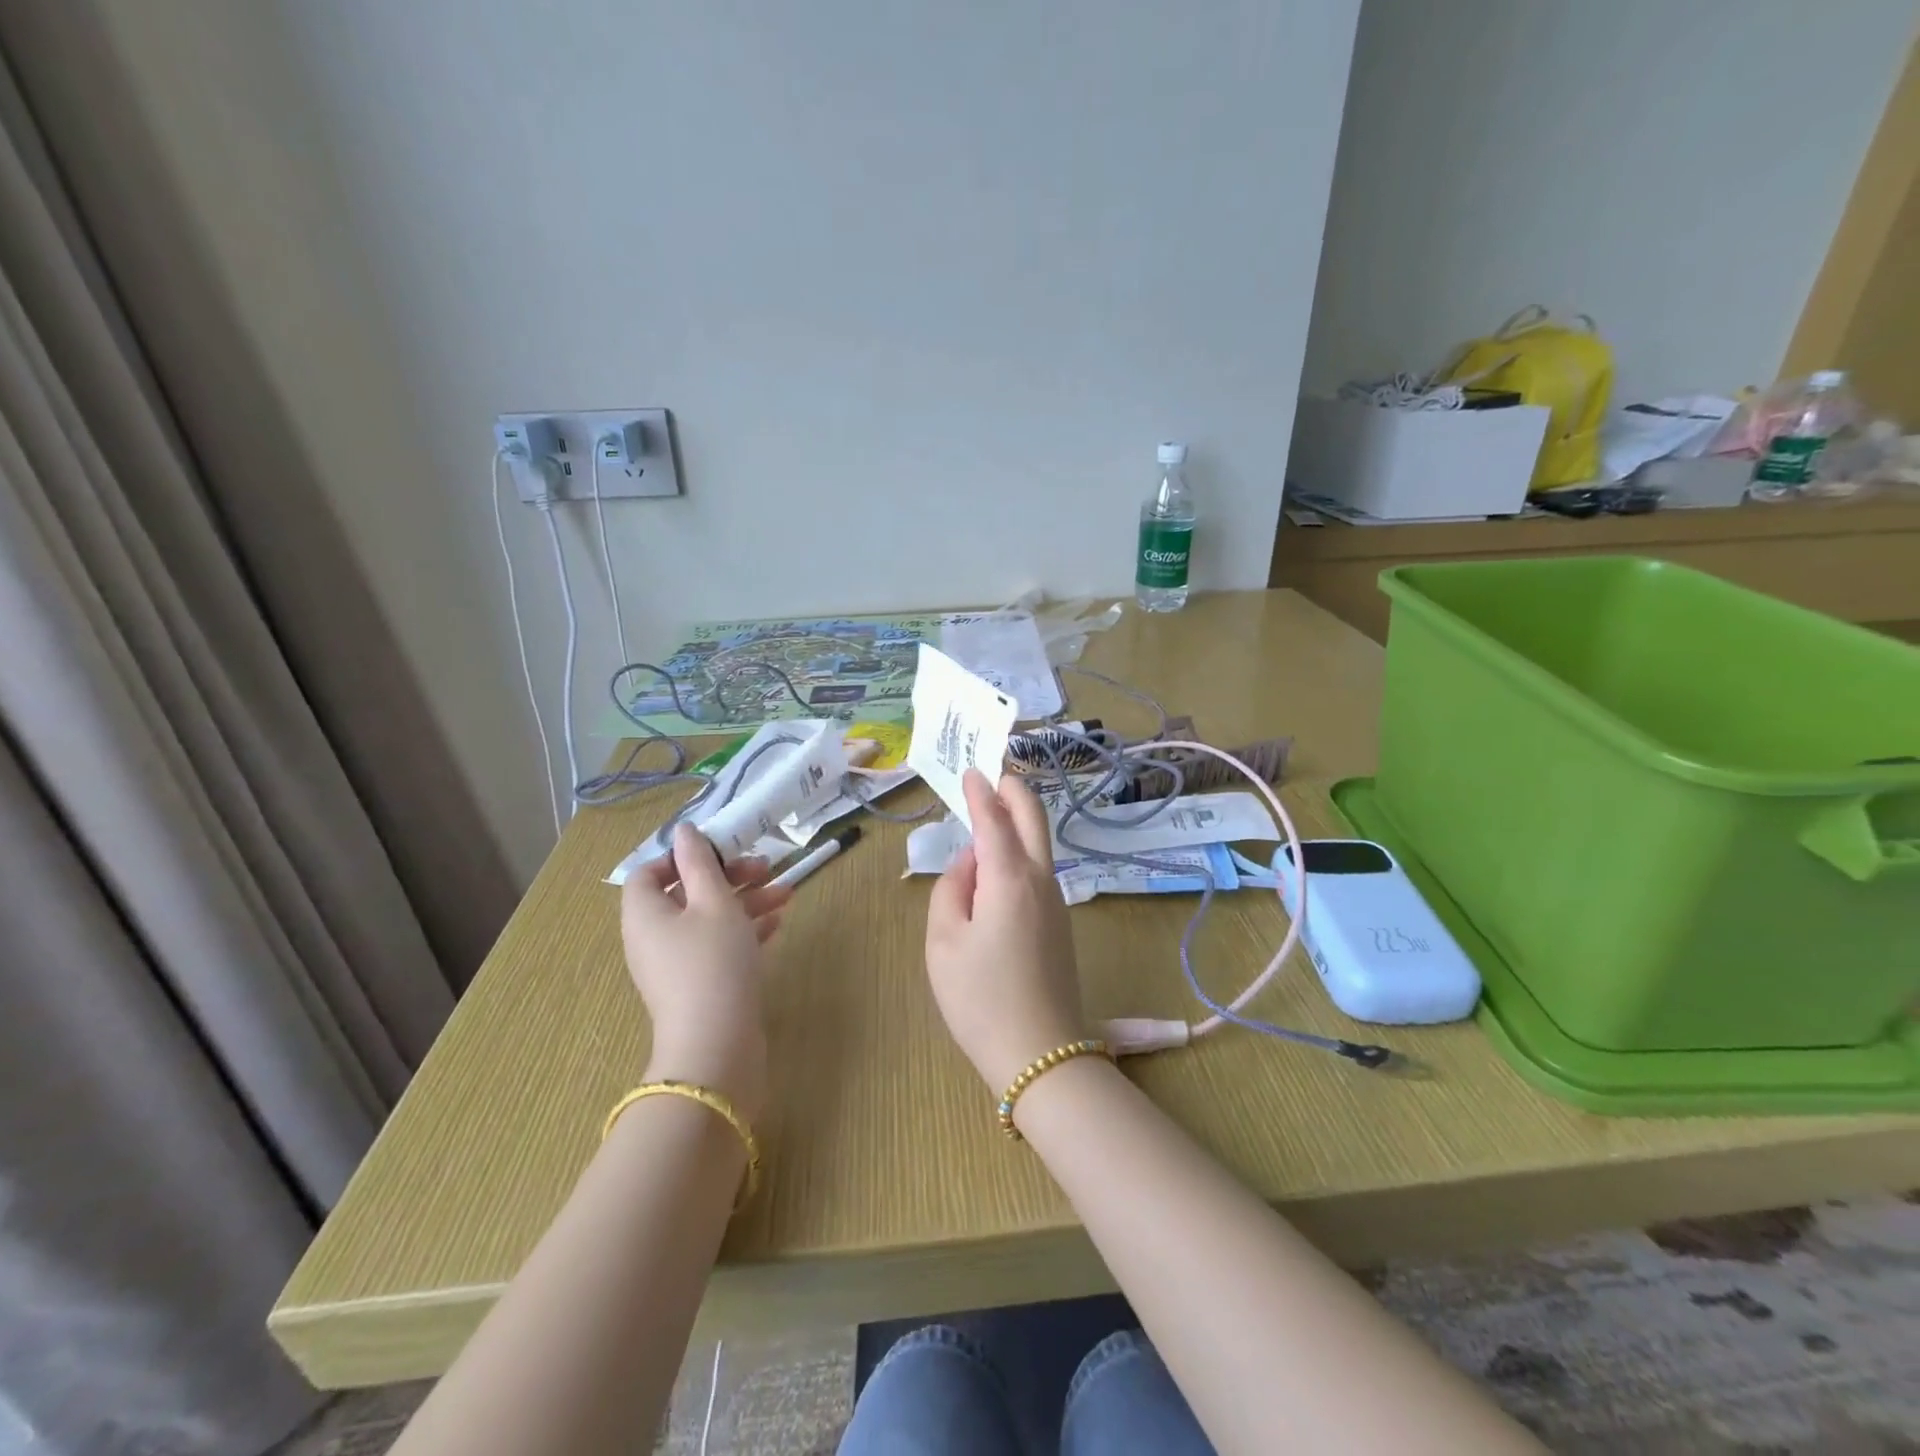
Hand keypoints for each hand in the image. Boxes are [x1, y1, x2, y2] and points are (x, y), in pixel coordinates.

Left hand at [621, 824, 792, 1120]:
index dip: (680, 857)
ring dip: (745, 902)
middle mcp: (653, 938)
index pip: (648, 873)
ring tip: (786, 894)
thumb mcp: (714, 902)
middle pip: (686, 894)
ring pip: (708, 921)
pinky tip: (777, 924)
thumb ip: (701, 863)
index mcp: (645, 914)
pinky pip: (718, 947)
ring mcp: (676, 966)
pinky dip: (744, 932)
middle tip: (765, 867)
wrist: (717, 1047)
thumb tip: (685, 830)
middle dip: (728, 876)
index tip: (718, 851)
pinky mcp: (700, 987)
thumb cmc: (713, 962)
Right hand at [925, 770, 1089, 1091]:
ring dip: (1019, 820)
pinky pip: (1040, 871)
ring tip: (991, 813)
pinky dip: (1022, 850)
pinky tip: (999, 864)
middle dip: (1015, 791)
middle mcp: (1041, 880)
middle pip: (1034, 819)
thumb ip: (951, 888)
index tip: (970, 770)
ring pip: (1041, 844)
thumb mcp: (944, 941)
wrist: (1040, 1054)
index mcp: (1010, 878)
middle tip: (995, 774)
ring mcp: (1057, 902)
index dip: (980, 791)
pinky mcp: (1061, 923)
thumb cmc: (980, 998)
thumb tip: (970, 861)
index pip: (994, 819)